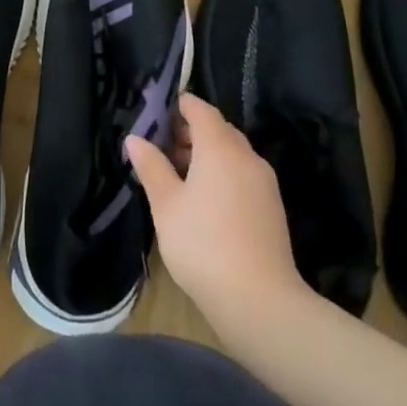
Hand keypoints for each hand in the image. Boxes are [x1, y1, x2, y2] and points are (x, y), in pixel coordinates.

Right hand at [127, 93, 303, 321]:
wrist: (259, 299)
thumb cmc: (202, 244)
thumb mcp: (166, 204)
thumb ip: (151, 166)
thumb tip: (135, 138)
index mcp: (220, 148)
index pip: (201, 110)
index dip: (180, 106)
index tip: (158, 112)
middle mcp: (246, 156)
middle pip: (218, 129)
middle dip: (191, 131)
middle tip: (161, 145)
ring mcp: (264, 182)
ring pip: (232, 153)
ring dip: (206, 154)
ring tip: (177, 174)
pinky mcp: (271, 206)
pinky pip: (243, 173)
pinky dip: (222, 173)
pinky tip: (203, 198)